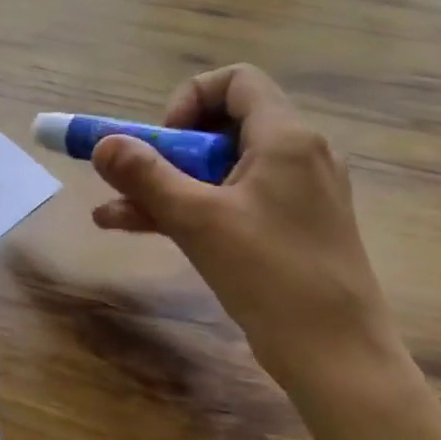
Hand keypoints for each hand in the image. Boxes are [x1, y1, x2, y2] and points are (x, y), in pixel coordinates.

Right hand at [89, 64, 396, 394]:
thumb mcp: (197, 220)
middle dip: (165, 151)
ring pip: (218, 170)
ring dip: (165, 185)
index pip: (237, 81)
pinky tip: (135, 227)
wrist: (338, 358)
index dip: (190, 98)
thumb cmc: (271, 276)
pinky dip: (188, 208)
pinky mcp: (288, 228)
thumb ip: (145, 176)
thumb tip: (102, 143)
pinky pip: (230, 201)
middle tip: (135, 181)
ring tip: (112, 211)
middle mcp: (297, 155)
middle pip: (220, 127)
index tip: (163, 141)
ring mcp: (295, 195)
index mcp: (286, 139)